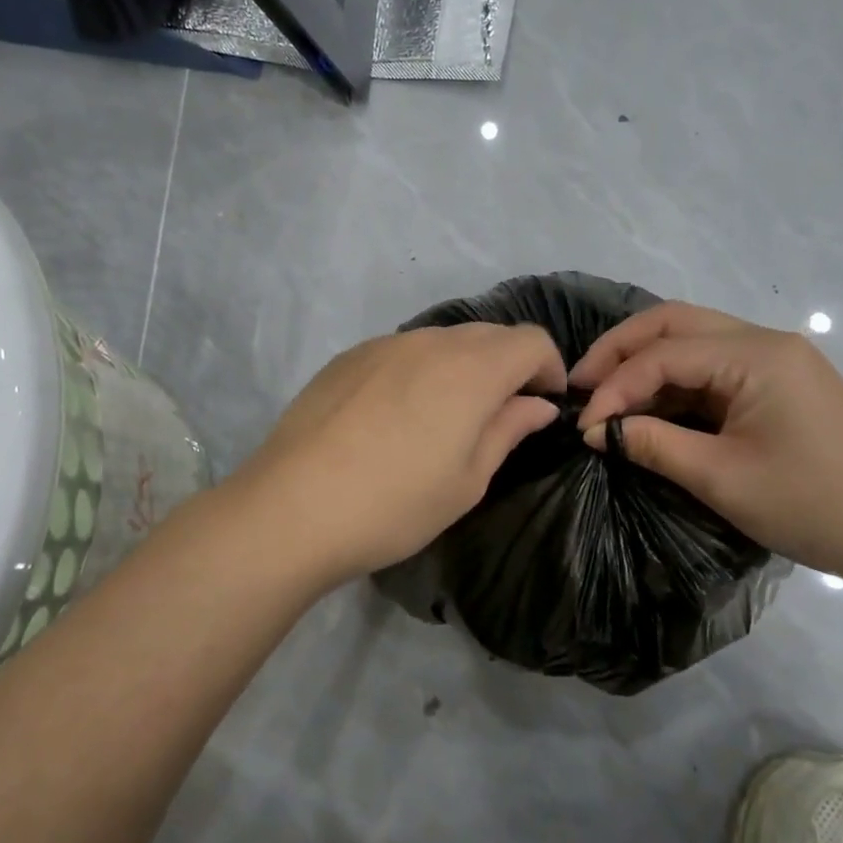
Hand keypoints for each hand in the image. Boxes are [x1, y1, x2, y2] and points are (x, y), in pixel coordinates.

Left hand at [234, 323, 566, 585]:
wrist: (292, 507)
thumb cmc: (395, 504)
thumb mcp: (467, 480)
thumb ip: (508, 429)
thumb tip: (537, 404)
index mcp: (471, 369)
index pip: (531, 341)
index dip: (549, 368)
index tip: (544, 404)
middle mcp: (430, 342)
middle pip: (489, 334)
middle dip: (509, 364)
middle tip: (502, 412)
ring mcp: (383, 345)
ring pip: (443, 339)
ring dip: (463, 365)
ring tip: (447, 414)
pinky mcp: (347, 357)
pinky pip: (402, 350)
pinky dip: (420, 369)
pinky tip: (397, 413)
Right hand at [571, 303, 842, 586]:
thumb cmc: (813, 505)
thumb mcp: (721, 478)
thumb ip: (653, 445)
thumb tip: (598, 431)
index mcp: (755, 355)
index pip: (663, 353)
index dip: (615, 386)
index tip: (585, 426)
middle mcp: (764, 341)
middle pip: (674, 323)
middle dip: (621, 351)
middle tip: (580, 385)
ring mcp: (775, 360)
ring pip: (692, 341)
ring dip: (646, 364)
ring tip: (606, 398)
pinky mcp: (779, 384)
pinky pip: (713, 368)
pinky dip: (674, 384)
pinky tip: (650, 409)